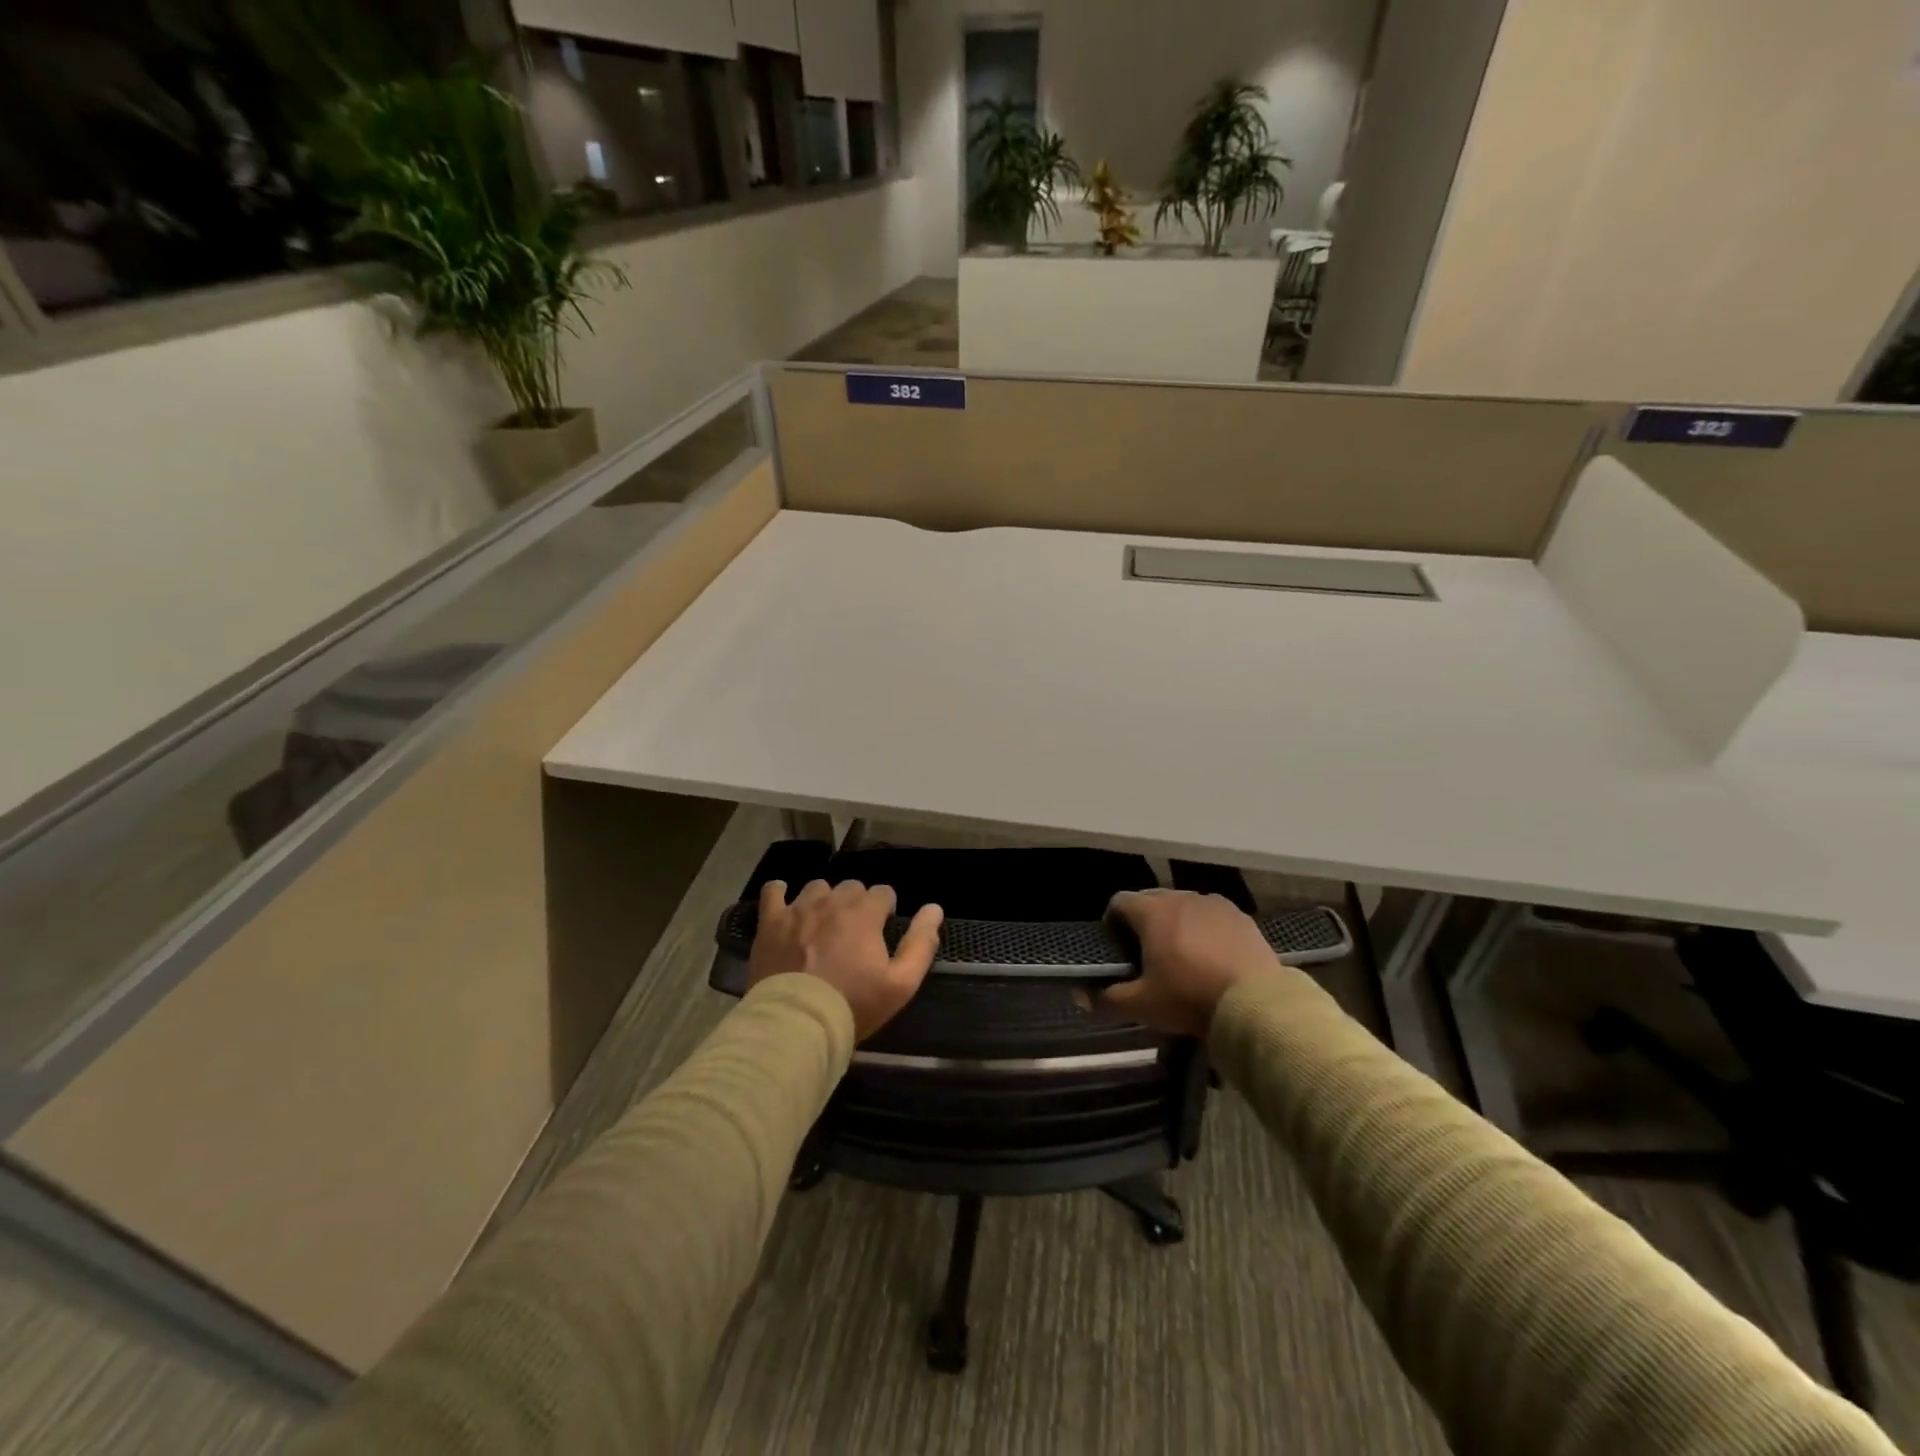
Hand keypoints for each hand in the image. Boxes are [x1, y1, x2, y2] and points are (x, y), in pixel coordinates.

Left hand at [747, 879, 943, 1039]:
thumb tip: (934, 908)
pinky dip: (780, 892)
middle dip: (858, 903)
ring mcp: (798, 909)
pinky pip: (773, 892)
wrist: (798, 1023)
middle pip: (851, 886)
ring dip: (825, 899)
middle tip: (855, 932)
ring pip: (817, 888)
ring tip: (823, 923)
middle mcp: (832, 902)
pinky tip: (783, 900)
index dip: (886, 909)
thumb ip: (921, 943)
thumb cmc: (853, 1005)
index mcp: (864, 913)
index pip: (883, 892)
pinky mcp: (770, 923)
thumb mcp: (901, 983)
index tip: (883, 928)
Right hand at [1095, 890, 1279, 1037]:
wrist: (1257, 1005)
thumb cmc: (1191, 998)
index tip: (1116, 948)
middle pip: (1152, 900)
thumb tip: (1082, 997)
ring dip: (1176, 923)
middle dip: (1144, 922)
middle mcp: (1181, 898)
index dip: (1112, 922)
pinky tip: (1212, 957)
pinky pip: (1213, 916)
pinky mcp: (1241, 917)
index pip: (1119, 901)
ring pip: (1184, 906)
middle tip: (1146, 955)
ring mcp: (1214, 904)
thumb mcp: (1143, 1006)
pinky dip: (1206, 930)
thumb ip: (1107, 1000)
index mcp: (1152, 912)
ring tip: (1181, 955)